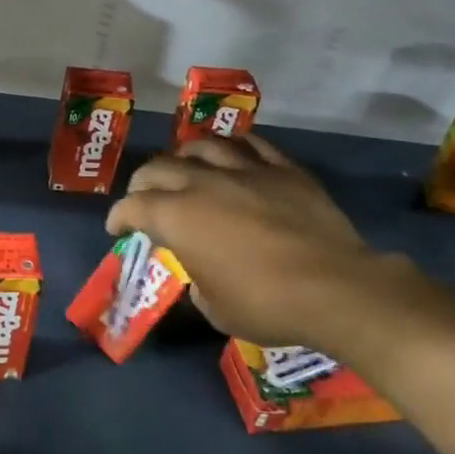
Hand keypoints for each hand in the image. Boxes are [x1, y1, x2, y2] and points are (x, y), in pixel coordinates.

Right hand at [106, 134, 410, 352]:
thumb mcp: (215, 308)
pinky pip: (253, 144)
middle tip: (144, 197)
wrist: (337, 289)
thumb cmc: (267, 305)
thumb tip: (200, 272)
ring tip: (184, 166)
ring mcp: (245, 171)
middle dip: (143, 183)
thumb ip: (196, 281)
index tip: (118, 227)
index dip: (119, 217)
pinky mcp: (283, 169)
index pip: (133, 206)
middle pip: (159, 168)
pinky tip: (232, 152)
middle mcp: (203, 184)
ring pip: (202, 146)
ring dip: (184, 155)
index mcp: (178, 217)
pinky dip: (235, 146)